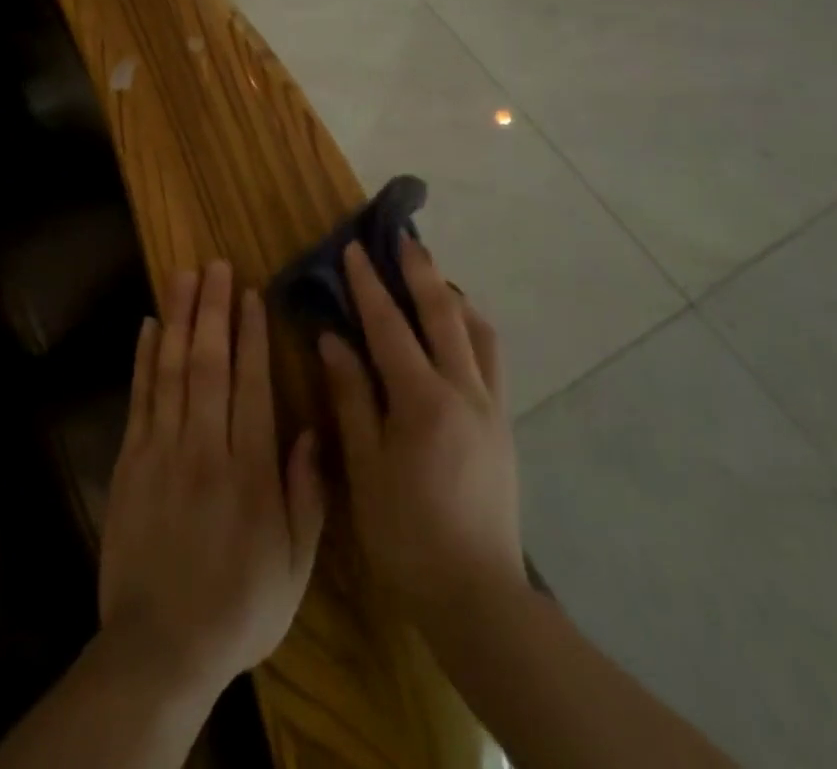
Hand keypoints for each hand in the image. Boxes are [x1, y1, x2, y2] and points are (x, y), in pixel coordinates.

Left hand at [99, 262, 325, 703]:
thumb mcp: (293, 566)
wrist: (160, 648)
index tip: (251, 293)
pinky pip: (139, 398)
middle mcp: (205, 448)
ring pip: (172, 370)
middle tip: (216, 265)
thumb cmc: (238, 606)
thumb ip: (306, 496)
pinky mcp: (130, 461)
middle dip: (213, 309)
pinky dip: (144, 358)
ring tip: (183, 276)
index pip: (250, 384)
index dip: (251, 334)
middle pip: (209, 364)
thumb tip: (312, 430)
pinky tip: (149, 325)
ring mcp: (161, 450)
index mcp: (249, 471)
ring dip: (179, 319)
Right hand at [319, 237, 526, 629]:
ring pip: (479, 331)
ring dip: (454, 297)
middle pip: (444, 313)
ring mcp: (491, 406)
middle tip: (403, 237)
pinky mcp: (504, 425)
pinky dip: (472, 329)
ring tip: (432, 278)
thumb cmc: (407, 536)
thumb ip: (351, 397)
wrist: (478, 598)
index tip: (354, 248)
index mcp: (424, 400)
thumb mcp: (364, 467)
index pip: (390, 326)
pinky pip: (491, 358)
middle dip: (420, 271)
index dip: (369, 285)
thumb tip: (332, 339)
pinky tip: (456, 332)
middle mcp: (465, 391)